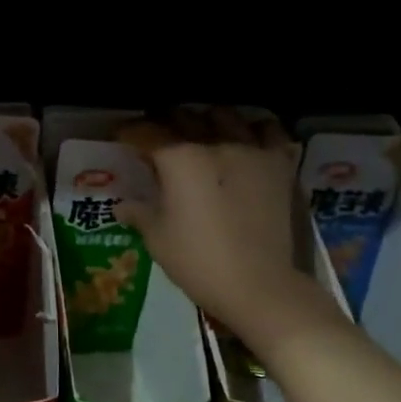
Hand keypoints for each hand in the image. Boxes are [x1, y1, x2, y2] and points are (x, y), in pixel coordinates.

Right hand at [115, 108, 336, 349]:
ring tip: (201, 134)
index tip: (121, 136)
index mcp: (179, 159)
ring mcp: (251, 149)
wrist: (260, 286)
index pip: (146, 132)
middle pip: (184, 116)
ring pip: (225, 115)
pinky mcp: (279, 164)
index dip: (128, 131)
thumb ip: (139, 212)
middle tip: (157, 138)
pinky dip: (253, 129)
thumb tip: (122, 204)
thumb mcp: (157, 239)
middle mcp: (214, 143)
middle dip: (165, 122)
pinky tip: (246, 140)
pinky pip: (268, 130)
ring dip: (207, 120)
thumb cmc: (199, 262)